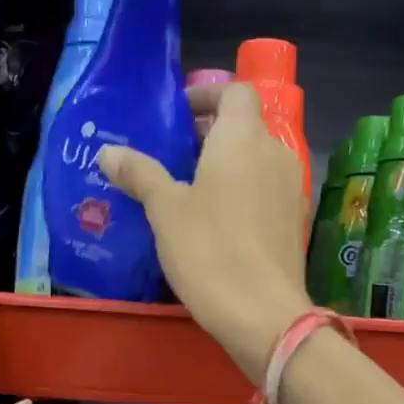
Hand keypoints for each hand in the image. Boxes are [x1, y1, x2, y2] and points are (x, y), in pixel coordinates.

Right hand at [98, 81, 312, 382]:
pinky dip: (244, 189)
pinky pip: (267, 188)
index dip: (206, 93)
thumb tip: (109, 152)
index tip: (177, 113)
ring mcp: (291, 187)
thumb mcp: (165, 210)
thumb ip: (140, 174)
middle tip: (172, 152)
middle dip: (210, 131)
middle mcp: (275, 152)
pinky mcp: (295, 220)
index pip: (234, 91)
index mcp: (243, 138)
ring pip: (257, 158)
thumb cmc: (210, 250)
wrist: (264, 313)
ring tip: (190, 186)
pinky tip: (218, 219)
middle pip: (246, 124)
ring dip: (227, 162)